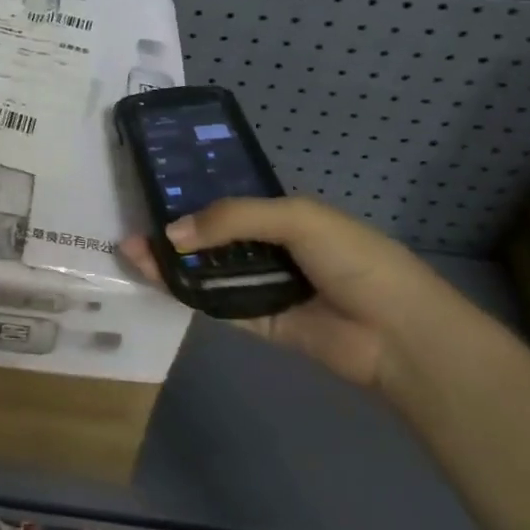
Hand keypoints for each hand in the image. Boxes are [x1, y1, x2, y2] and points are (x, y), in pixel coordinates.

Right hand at [122, 197, 467, 392]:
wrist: (398, 334)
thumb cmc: (354, 259)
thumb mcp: (296, 219)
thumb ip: (232, 219)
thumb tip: (171, 232)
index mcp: (283, 216)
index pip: (227, 203)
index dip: (191, 199)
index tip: (152, 195)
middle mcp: (269, 249)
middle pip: (210, 238)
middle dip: (172, 232)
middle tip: (131, 230)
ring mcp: (262, 286)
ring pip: (207, 271)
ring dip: (171, 262)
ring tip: (130, 252)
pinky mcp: (258, 322)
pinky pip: (215, 304)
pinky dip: (185, 292)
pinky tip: (155, 278)